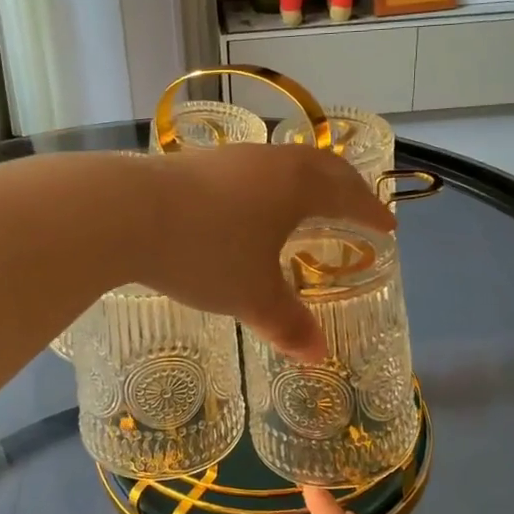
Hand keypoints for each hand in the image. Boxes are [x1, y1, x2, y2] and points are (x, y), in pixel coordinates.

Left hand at [140, 144, 393, 360]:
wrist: (126, 213)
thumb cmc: (205, 252)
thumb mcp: (251, 295)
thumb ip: (287, 323)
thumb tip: (318, 356)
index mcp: (297, 186)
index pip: (347, 194)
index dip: (370, 212)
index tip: (387, 226)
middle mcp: (269, 162)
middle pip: (321, 166)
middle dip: (344, 187)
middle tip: (356, 206)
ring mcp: (230, 157)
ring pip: (281, 164)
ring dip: (303, 182)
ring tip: (305, 205)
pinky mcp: (194, 162)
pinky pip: (250, 170)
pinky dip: (267, 186)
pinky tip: (248, 207)